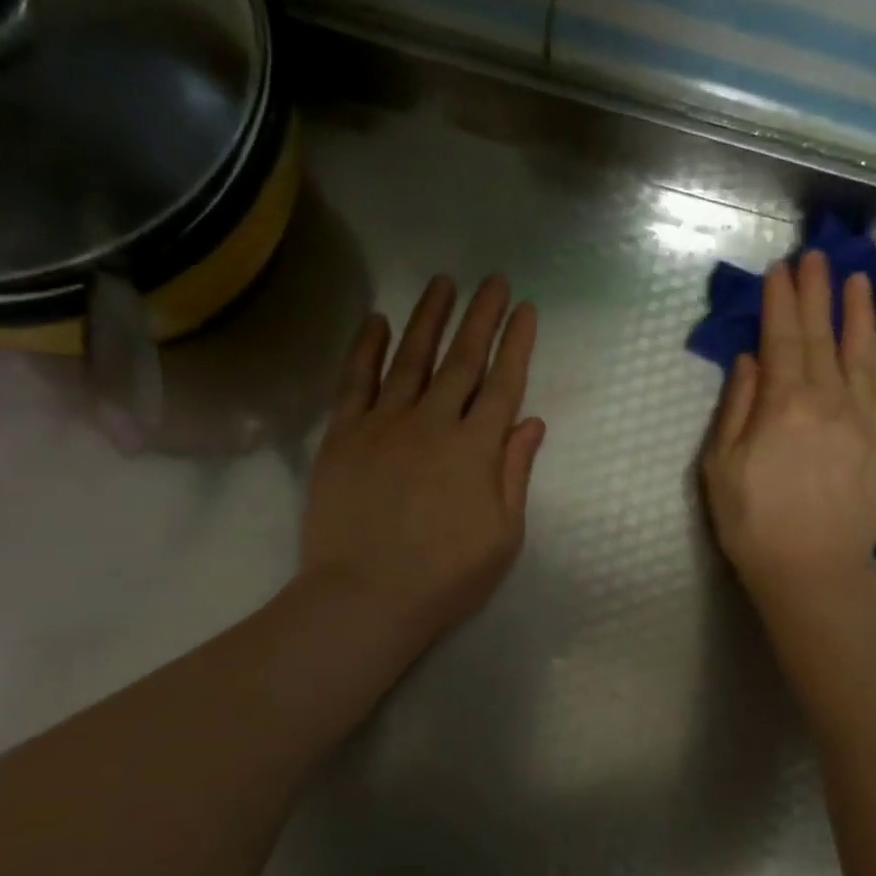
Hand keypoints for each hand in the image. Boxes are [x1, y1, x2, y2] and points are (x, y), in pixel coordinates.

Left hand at [297, 275, 544, 653]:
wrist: (365, 597)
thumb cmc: (445, 576)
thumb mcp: (503, 534)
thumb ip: (515, 473)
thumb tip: (531, 423)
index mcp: (476, 449)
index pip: (503, 384)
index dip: (516, 344)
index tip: (525, 309)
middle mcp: (433, 423)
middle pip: (462, 359)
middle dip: (481, 316)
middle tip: (493, 279)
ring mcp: (384, 424)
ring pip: (411, 358)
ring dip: (429, 317)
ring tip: (442, 282)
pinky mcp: (344, 435)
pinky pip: (356, 381)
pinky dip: (366, 348)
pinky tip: (377, 320)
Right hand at [701, 250, 875, 603]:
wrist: (814, 571)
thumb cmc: (754, 523)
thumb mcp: (721, 468)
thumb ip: (736, 408)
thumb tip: (749, 361)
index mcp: (783, 405)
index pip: (782, 339)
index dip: (780, 302)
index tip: (780, 270)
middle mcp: (828, 401)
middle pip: (821, 337)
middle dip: (816, 294)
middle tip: (815, 256)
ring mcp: (861, 420)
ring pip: (862, 354)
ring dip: (858, 313)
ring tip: (856, 280)